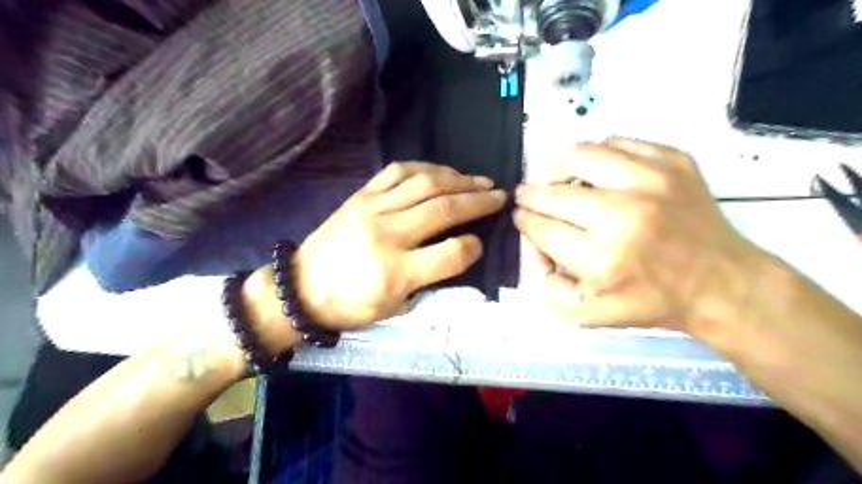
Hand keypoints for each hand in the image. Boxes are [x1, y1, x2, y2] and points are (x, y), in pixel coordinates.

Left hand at [292, 162, 505, 328]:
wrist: (301, 287)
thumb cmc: (351, 305)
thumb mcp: (395, 307)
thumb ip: (430, 279)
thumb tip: (459, 251)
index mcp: (395, 273)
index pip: (451, 254)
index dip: (474, 247)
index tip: (480, 243)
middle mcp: (387, 235)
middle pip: (444, 209)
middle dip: (478, 200)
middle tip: (499, 196)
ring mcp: (372, 209)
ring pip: (425, 183)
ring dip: (458, 179)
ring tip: (479, 180)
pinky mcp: (360, 195)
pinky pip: (398, 171)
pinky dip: (425, 167)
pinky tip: (441, 172)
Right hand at [511, 137, 767, 332]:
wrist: (720, 283)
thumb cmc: (650, 302)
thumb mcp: (587, 315)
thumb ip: (545, 287)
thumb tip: (530, 245)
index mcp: (601, 259)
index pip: (542, 227)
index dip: (524, 220)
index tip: (521, 215)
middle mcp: (623, 215)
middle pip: (554, 193)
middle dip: (531, 195)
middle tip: (527, 196)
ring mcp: (651, 181)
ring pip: (581, 155)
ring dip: (559, 168)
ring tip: (559, 180)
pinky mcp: (672, 161)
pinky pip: (616, 142)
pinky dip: (598, 155)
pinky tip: (598, 174)